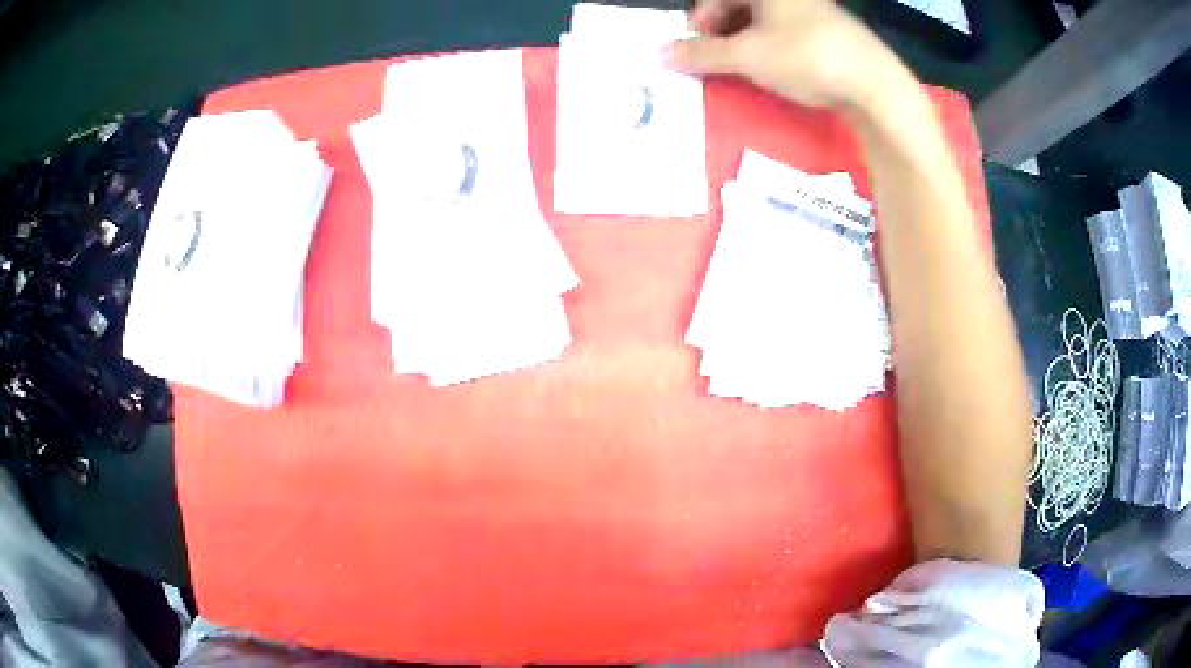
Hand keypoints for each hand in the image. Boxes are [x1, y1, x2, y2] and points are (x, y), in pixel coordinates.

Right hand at [666, 0, 907, 110]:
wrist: (876, 85)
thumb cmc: (806, 57)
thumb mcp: (748, 56)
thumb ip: (702, 54)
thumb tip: (660, 53)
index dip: (701, 21)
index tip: (697, 49)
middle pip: (739, 5)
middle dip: (722, 31)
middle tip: (719, 59)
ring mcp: (813, 8)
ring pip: (763, 18)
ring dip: (744, 40)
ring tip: (744, 66)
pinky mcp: (830, 29)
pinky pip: (787, 29)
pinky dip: (770, 44)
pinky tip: (775, 67)